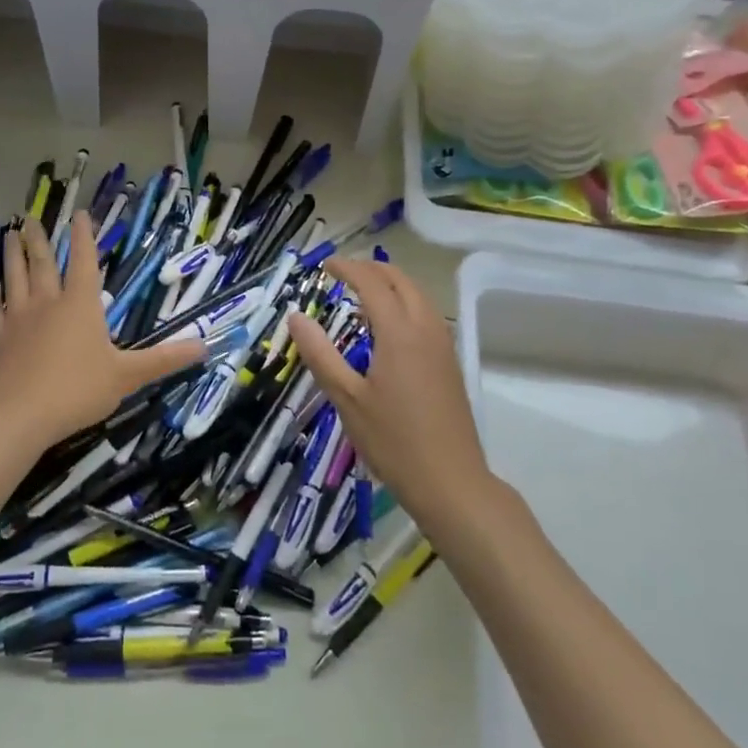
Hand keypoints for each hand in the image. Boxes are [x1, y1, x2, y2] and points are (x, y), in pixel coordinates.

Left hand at [0, 213, 204, 455]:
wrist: (20, 416)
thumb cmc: (78, 390)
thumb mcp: (128, 376)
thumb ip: (164, 359)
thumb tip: (205, 346)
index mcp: (81, 304)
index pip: (84, 260)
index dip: (84, 236)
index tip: (79, 213)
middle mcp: (48, 302)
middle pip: (43, 262)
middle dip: (39, 238)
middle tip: (30, 218)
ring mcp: (19, 318)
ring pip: (14, 277)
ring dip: (12, 255)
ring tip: (9, 235)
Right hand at [288, 258, 489, 525]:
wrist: (451, 481)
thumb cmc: (393, 441)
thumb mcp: (347, 399)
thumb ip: (320, 354)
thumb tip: (296, 316)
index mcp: (399, 333)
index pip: (372, 283)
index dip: (347, 269)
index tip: (324, 266)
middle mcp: (425, 329)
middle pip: (401, 281)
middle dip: (371, 270)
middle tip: (342, 273)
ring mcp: (443, 345)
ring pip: (418, 296)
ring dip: (391, 285)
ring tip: (362, 295)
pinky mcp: (450, 362)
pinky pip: (426, 315)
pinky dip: (405, 304)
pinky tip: (387, 328)